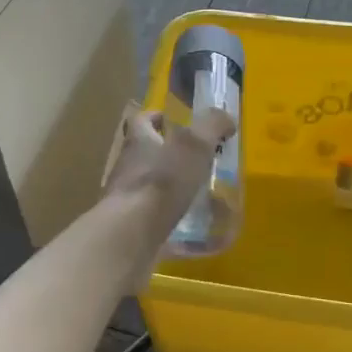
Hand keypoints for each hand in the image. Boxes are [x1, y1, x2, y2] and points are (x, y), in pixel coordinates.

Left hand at [102, 105, 234, 262]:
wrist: (131, 234)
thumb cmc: (162, 181)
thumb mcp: (194, 145)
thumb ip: (211, 126)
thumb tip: (226, 118)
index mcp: (139, 141)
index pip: (141, 120)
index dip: (156, 117)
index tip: (173, 121)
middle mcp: (127, 167)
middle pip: (144, 153)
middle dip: (167, 155)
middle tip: (197, 161)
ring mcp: (125, 199)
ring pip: (148, 187)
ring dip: (169, 189)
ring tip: (198, 196)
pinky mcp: (129, 228)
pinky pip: (152, 219)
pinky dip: (170, 220)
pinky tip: (191, 230)